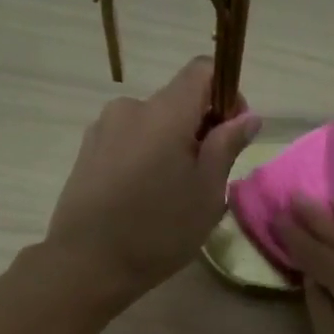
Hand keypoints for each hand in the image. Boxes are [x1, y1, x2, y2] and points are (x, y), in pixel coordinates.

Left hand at [45, 58, 260, 301]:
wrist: (87, 264)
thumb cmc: (159, 230)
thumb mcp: (206, 193)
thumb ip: (226, 146)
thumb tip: (247, 117)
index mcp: (165, 112)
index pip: (202, 70)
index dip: (226, 94)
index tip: (232, 134)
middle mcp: (130, 108)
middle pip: (176, 101)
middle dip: (198, 129)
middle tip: (206, 178)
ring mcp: (103, 129)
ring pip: (151, 125)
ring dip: (170, 146)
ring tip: (172, 194)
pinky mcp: (86, 152)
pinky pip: (128, 142)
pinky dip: (144, 158)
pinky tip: (143, 198)